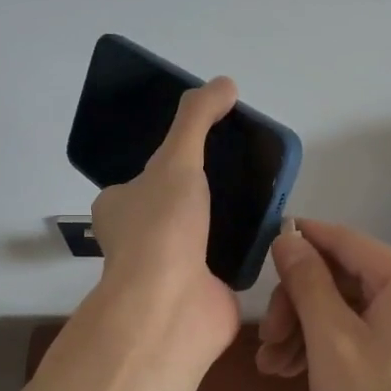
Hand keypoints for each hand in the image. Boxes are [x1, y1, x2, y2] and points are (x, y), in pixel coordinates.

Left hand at [87, 76, 240, 364]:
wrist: (172, 307)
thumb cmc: (162, 228)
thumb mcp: (175, 160)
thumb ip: (197, 120)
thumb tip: (225, 83)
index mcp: (119, 208)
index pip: (142, 178)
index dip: (171, 160)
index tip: (205, 149)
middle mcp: (140, 238)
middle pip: (176, 204)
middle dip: (204, 190)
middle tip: (242, 168)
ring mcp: (172, 267)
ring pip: (203, 232)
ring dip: (227, 218)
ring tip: (262, 193)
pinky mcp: (203, 289)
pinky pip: (228, 259)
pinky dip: (246, 247)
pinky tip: (270, 228)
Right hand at [256, 219, 390, 390]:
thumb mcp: (330, 340)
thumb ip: (307, 282)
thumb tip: (287, 238)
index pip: (345, 241)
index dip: (300, 242)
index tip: (259, 253)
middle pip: (343, 278)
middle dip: (298, 306)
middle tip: (266, 340)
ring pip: (348, 308)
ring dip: (305, 331)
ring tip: (271, 367)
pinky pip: (363, 331)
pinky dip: (327, 346)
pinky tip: (292, 371)